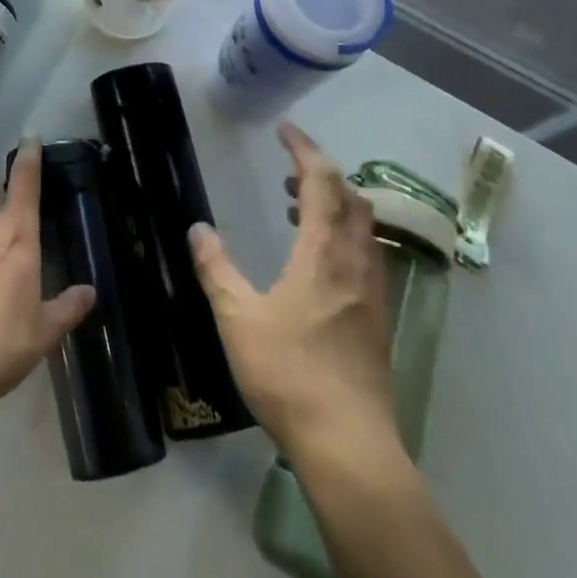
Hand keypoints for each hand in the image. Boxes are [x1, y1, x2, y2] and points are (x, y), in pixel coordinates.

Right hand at [188, 122, 402, 459]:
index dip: (304, 149)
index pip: (323, 181)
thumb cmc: (290, 374)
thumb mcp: (237, 318)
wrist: (350, 447)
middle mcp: (355, 263)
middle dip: (323, 175)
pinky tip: (319, 265)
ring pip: (364, 228)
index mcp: (324, 253)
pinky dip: (345, 237)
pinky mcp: (378, 321)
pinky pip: (367, 256)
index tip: (284, 130)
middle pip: (352, 198)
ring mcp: (373, 294)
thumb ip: (216, 268)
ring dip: (335, 206)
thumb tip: (198, 229)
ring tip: (298, 212)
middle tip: (288, 174)